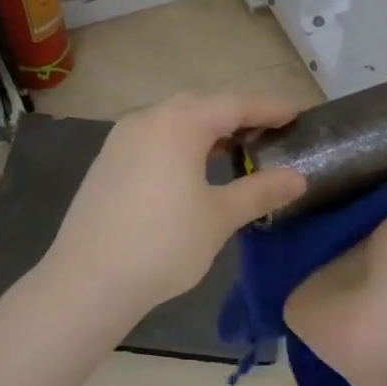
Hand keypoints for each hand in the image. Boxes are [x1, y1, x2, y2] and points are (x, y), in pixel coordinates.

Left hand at [43, 90, 306, 323]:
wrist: (88, 280)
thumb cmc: (163, 244)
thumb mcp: (219, 217)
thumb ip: (259, 191)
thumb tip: (298, 178)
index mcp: (179, 124)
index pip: (235, 105)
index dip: (269, 108)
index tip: (297, 113)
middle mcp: (148, 119)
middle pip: (202, 106)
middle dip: (238, 115)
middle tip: (269, 130)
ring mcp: (122, 138)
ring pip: (174, 121)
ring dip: (207, 129)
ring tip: (236, 148)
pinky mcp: (108, 161)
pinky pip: (154, 138)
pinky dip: (181, 143)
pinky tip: (192, 168)